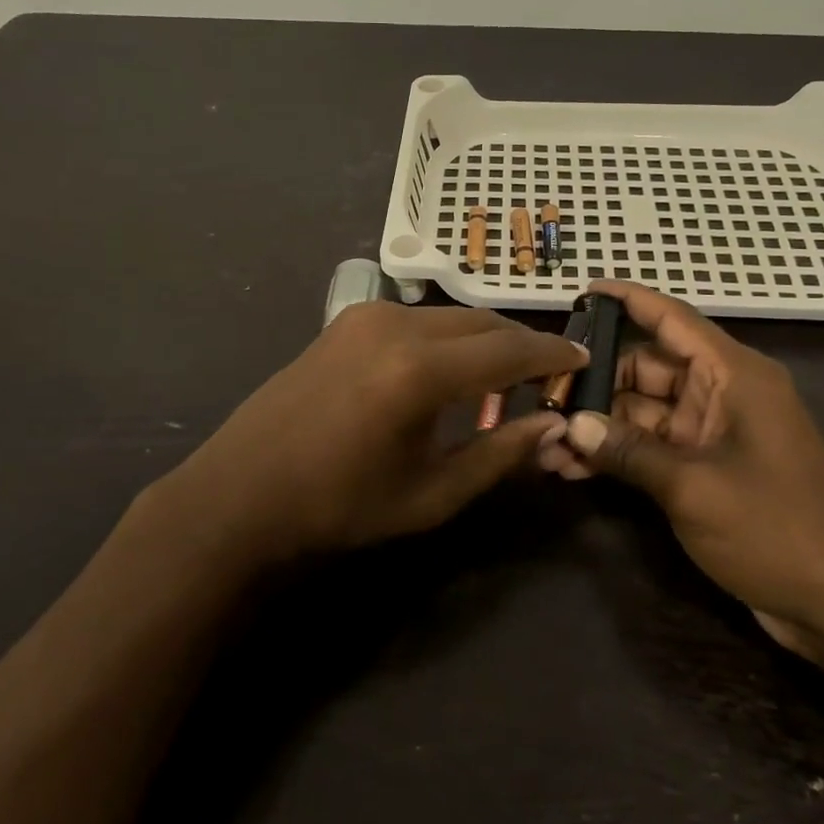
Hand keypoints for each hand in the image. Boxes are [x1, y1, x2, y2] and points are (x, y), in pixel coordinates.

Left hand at [149, 301, 586, 564]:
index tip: (583, 363)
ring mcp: (367, 316)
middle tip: (547, 380)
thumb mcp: (430, 495)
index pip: (509, 351)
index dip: (552, 359)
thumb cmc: (338, 507)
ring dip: (485, 343)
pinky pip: (419, 320)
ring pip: (452, 317)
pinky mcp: (347, 320)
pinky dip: (449, 339)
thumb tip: (554, 429)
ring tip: (501, 385)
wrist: (241, 492)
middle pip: (484, 323)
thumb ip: (498, 456)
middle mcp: (397, 326)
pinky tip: (450, 376)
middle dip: (522, 347)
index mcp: (419, 371)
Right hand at [541, 282, 823, 653]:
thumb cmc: (776, 528)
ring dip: (599, 427)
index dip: (627, 300)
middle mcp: (722, 393)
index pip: (672, 319)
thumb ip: (628, 451)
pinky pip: (652, 445)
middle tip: (544, 400)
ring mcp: (714, 431)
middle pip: (647, 368)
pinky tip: (574, 470)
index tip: (582, 292)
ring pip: (643, 411)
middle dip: (595, 385)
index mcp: (733, 376)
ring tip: (546, 446)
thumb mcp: (693, 487)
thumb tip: (570, 424)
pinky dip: (619, 453)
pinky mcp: (707, 466)